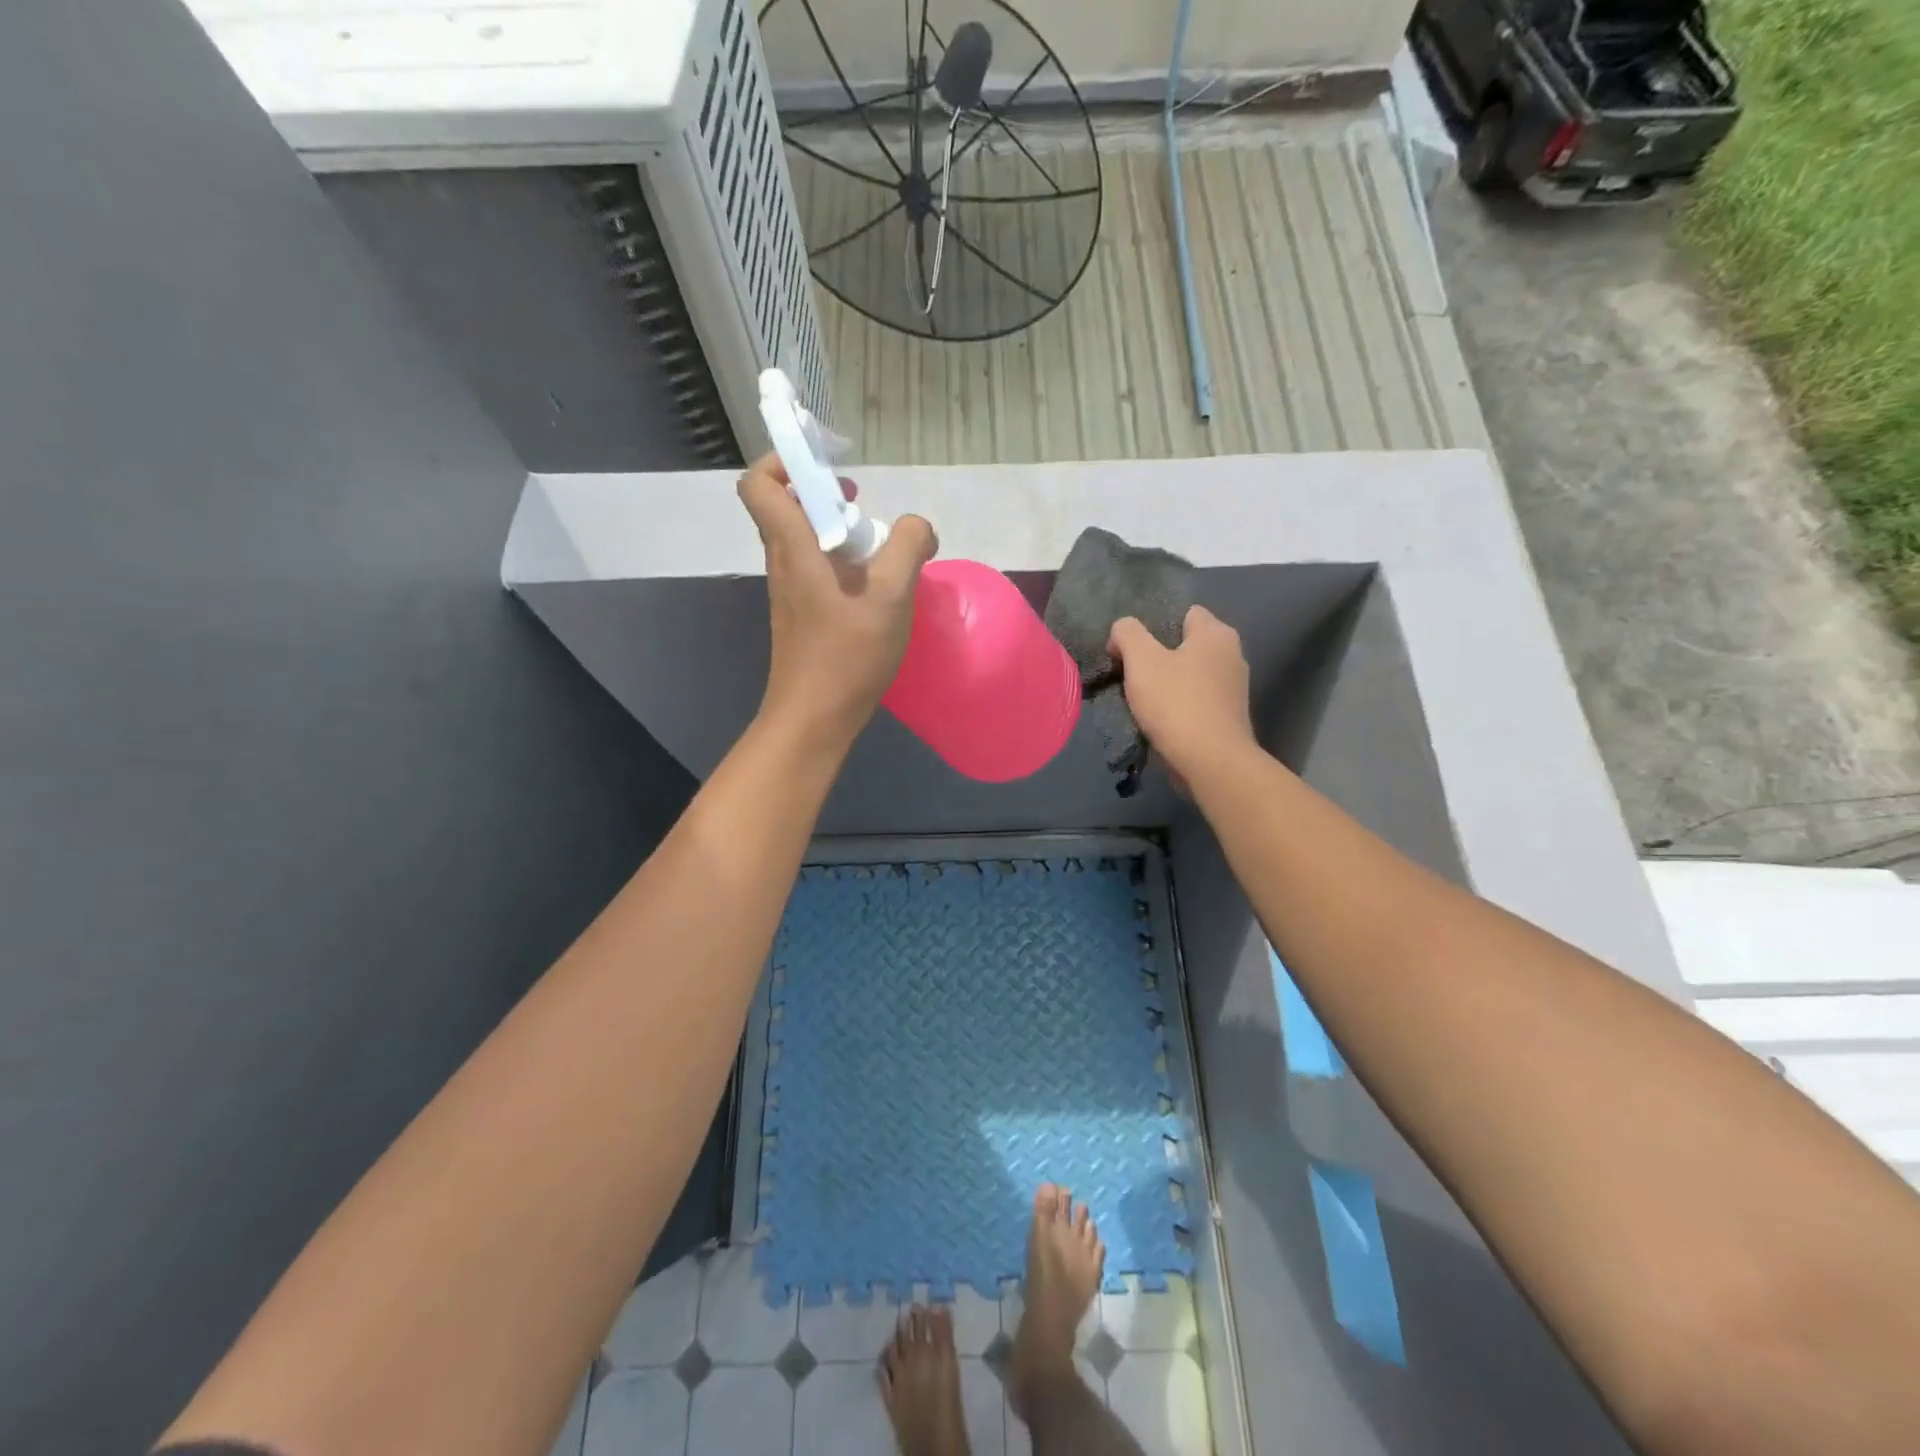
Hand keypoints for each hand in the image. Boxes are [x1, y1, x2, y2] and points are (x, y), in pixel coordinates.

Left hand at [739, 453, 936, 755]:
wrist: (814, 717)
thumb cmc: (847, 654)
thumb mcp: (891, 596)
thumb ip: (908, 548)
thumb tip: (917, 527)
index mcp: (793, 548)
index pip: (759, 485)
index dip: (782, 462)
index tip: (825, 468)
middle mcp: (782, 562)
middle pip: (784, 507)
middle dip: (822, 494)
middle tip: (862, 507)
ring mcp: (789, 591)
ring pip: (802, 539)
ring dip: (836, 531)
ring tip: (878, 549)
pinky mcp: (800, 614)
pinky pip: (814, 569)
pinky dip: (840, 563)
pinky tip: (874, 587)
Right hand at [1107, 606, 1256, 788]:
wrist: (1211, 761)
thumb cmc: (1176, 703)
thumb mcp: (1141, 660)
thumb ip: (1127, 633)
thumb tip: (1122, 631)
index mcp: (1216, 633)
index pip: (1184, 613)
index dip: (1154, 626)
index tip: (1131, 648)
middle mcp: (1232, 654)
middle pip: (1186, 645)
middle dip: (1159, 656)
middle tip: (1131, 674)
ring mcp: (1234, 688)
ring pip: (1191, 675)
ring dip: (1168, 684)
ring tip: (1142, 700)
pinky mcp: (1229, 717)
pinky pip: (1197, 700)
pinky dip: (1180, 706)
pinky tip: (1160, 720)